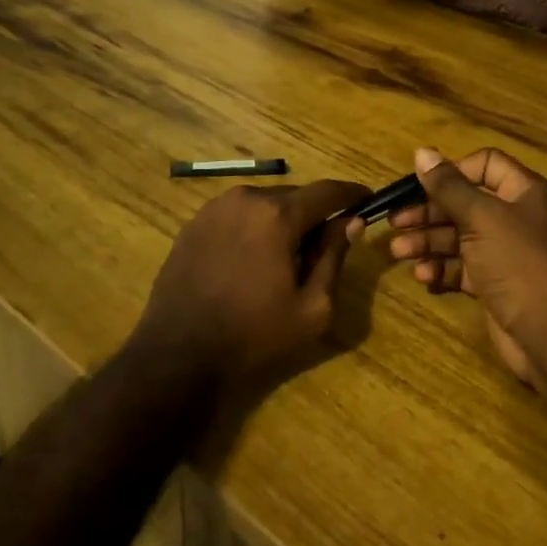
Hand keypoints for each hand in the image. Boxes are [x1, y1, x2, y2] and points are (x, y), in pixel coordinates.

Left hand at [136, 178, 368, 401]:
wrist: (178, 354)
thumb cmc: (254, 334)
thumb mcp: (312, 306)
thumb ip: (334, 257)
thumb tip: (351, 222)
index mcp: (277, 214)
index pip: (327, 191)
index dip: (351, 194)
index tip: (368, 200)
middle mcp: (245, 198)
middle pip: (294, 196)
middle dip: (313, 214)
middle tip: (324, 245)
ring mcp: (214, 208)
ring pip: (264, 204)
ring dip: (281, 221)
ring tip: (285, 257)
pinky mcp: (194, 223)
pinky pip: (237, 215)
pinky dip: (253, 228)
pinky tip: (251, 260)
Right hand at [378, 146, 546, 394]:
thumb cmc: (520, 263)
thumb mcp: (482, 218)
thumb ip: (448, 187)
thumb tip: (421, 151)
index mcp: (523, 192)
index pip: (485, 164)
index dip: (452, 172)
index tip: (421, 186)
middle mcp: (516, 218)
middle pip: (465, 203)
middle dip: (429, 212)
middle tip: (395, 222)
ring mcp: (505, 253)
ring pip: (459, 237)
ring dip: (428, 242)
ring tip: (398, 253)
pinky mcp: (496, 284)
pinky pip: (463, 268)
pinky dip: (442, 269)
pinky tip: (423, 276)